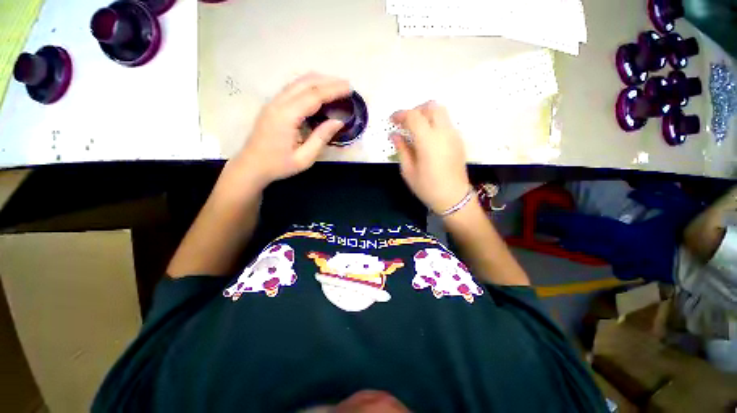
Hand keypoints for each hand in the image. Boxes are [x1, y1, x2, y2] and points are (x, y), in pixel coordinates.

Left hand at [234, 73, 350, 187]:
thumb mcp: (304, 158)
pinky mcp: (272, 105)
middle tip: (346, 84)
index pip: (313, 96)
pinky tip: (318, 90)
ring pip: (297, 83)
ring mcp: (273, 102)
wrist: (251, 166)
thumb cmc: (278, 165)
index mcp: (286, 116)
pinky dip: (308, 86)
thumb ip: (321, 138)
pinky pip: (292, 89)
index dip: (332, 90)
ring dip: (318, 81)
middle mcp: (278, 103)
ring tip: (336, 85)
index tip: (349, 88)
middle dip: (328, 81)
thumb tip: (338, 122)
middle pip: (305, 83)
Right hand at [391, 101, 470, 213]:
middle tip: (406, 123)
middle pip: (431, 106)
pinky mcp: (459, 140)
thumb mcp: (408, 171)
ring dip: (426, 115)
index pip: (413, 116)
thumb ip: (401, 149)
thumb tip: (394, 135)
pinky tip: (428, 139)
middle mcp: (443, 132)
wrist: (454, 198)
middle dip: (416, 110)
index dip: (400, 115)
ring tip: (416, 130)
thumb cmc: (428, 187)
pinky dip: (435, 123)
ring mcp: (454, 135)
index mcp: (428, 141)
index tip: (392, 121)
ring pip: (441, 112)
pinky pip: (446, 123)